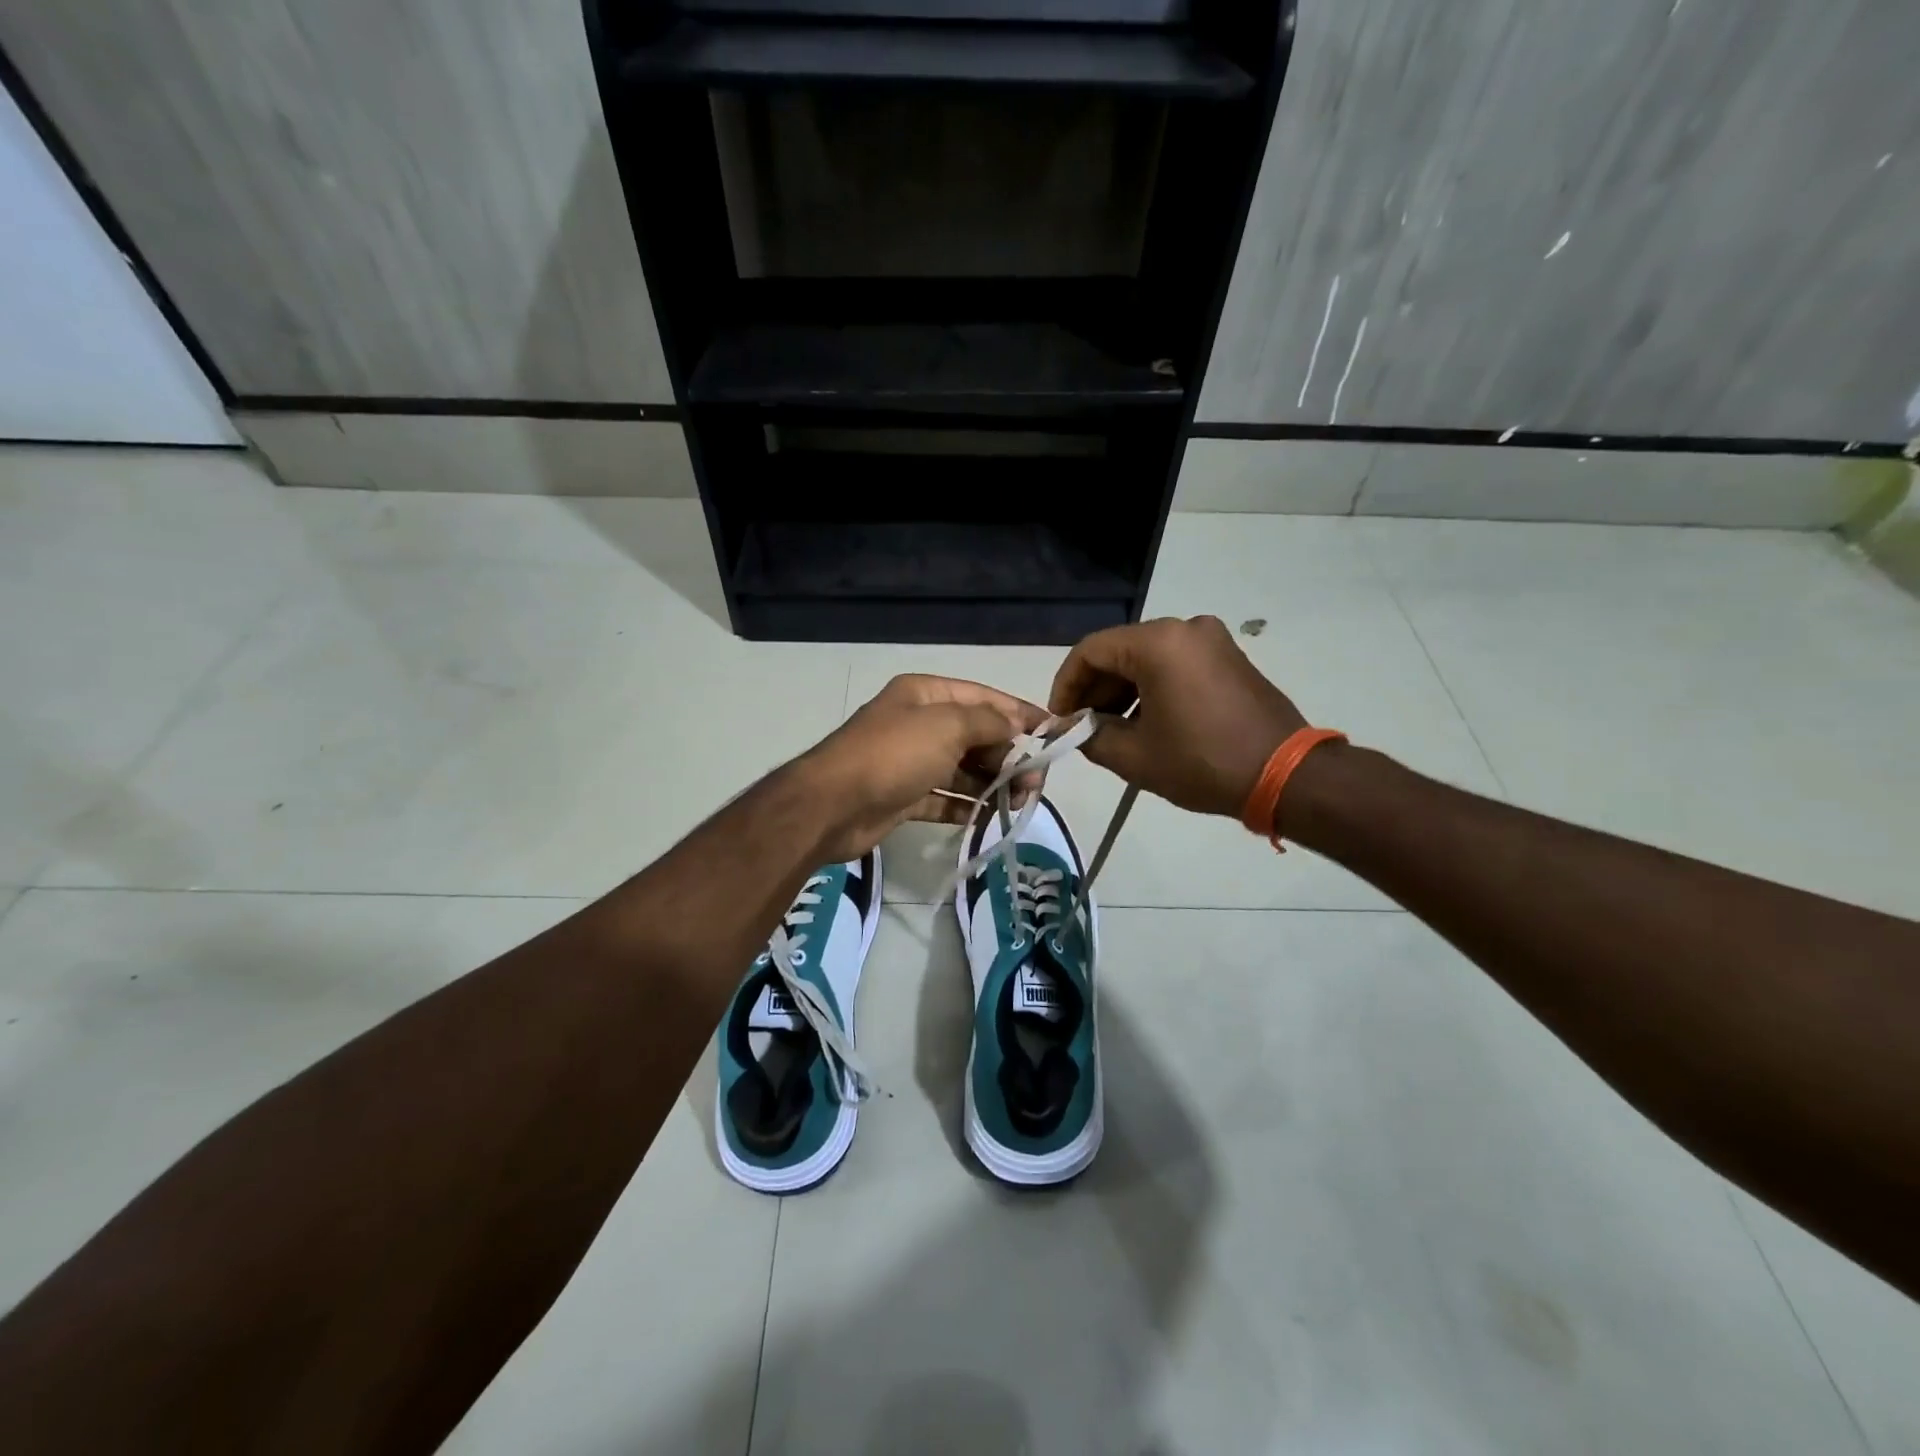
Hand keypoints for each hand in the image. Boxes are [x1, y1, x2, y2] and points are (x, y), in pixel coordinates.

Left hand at [800, 675, 1046, 861]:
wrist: (832, 806)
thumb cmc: (894, 754)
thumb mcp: (947, 726)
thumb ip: (988, 722)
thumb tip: (1015, 727)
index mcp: (926, 695)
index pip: (984, 698)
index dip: (1020, 713)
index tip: (1054, 732)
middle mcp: (919, 723)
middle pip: (976, 734)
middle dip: (1009, 754)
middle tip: (1036, 781)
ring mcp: (911, 762)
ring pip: (963, 769)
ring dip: (993, 782)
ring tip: (1020, 800)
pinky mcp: (905, 797)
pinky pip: (945, 797)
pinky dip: (968, 805)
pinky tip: (990, 817)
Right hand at [1049, 616, 1308, 818]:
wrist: (1286, 776)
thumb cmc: (1203, 762)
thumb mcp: (1135, 756)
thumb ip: (1090, 736)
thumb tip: (1073, 729)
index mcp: (1158, 643)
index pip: (1090, 651)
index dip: (1066, 685)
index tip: (1060, 720)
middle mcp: (1184, 628)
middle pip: (1119, 651)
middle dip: (1094, 689)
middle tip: (1082, 728)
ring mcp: (1211, 640)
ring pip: (1146, 657)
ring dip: (1121, 690)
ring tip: (1111, 730)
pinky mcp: (1228, 656)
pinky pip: (1174, 663)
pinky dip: (1151, 687)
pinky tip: (1145, 722)